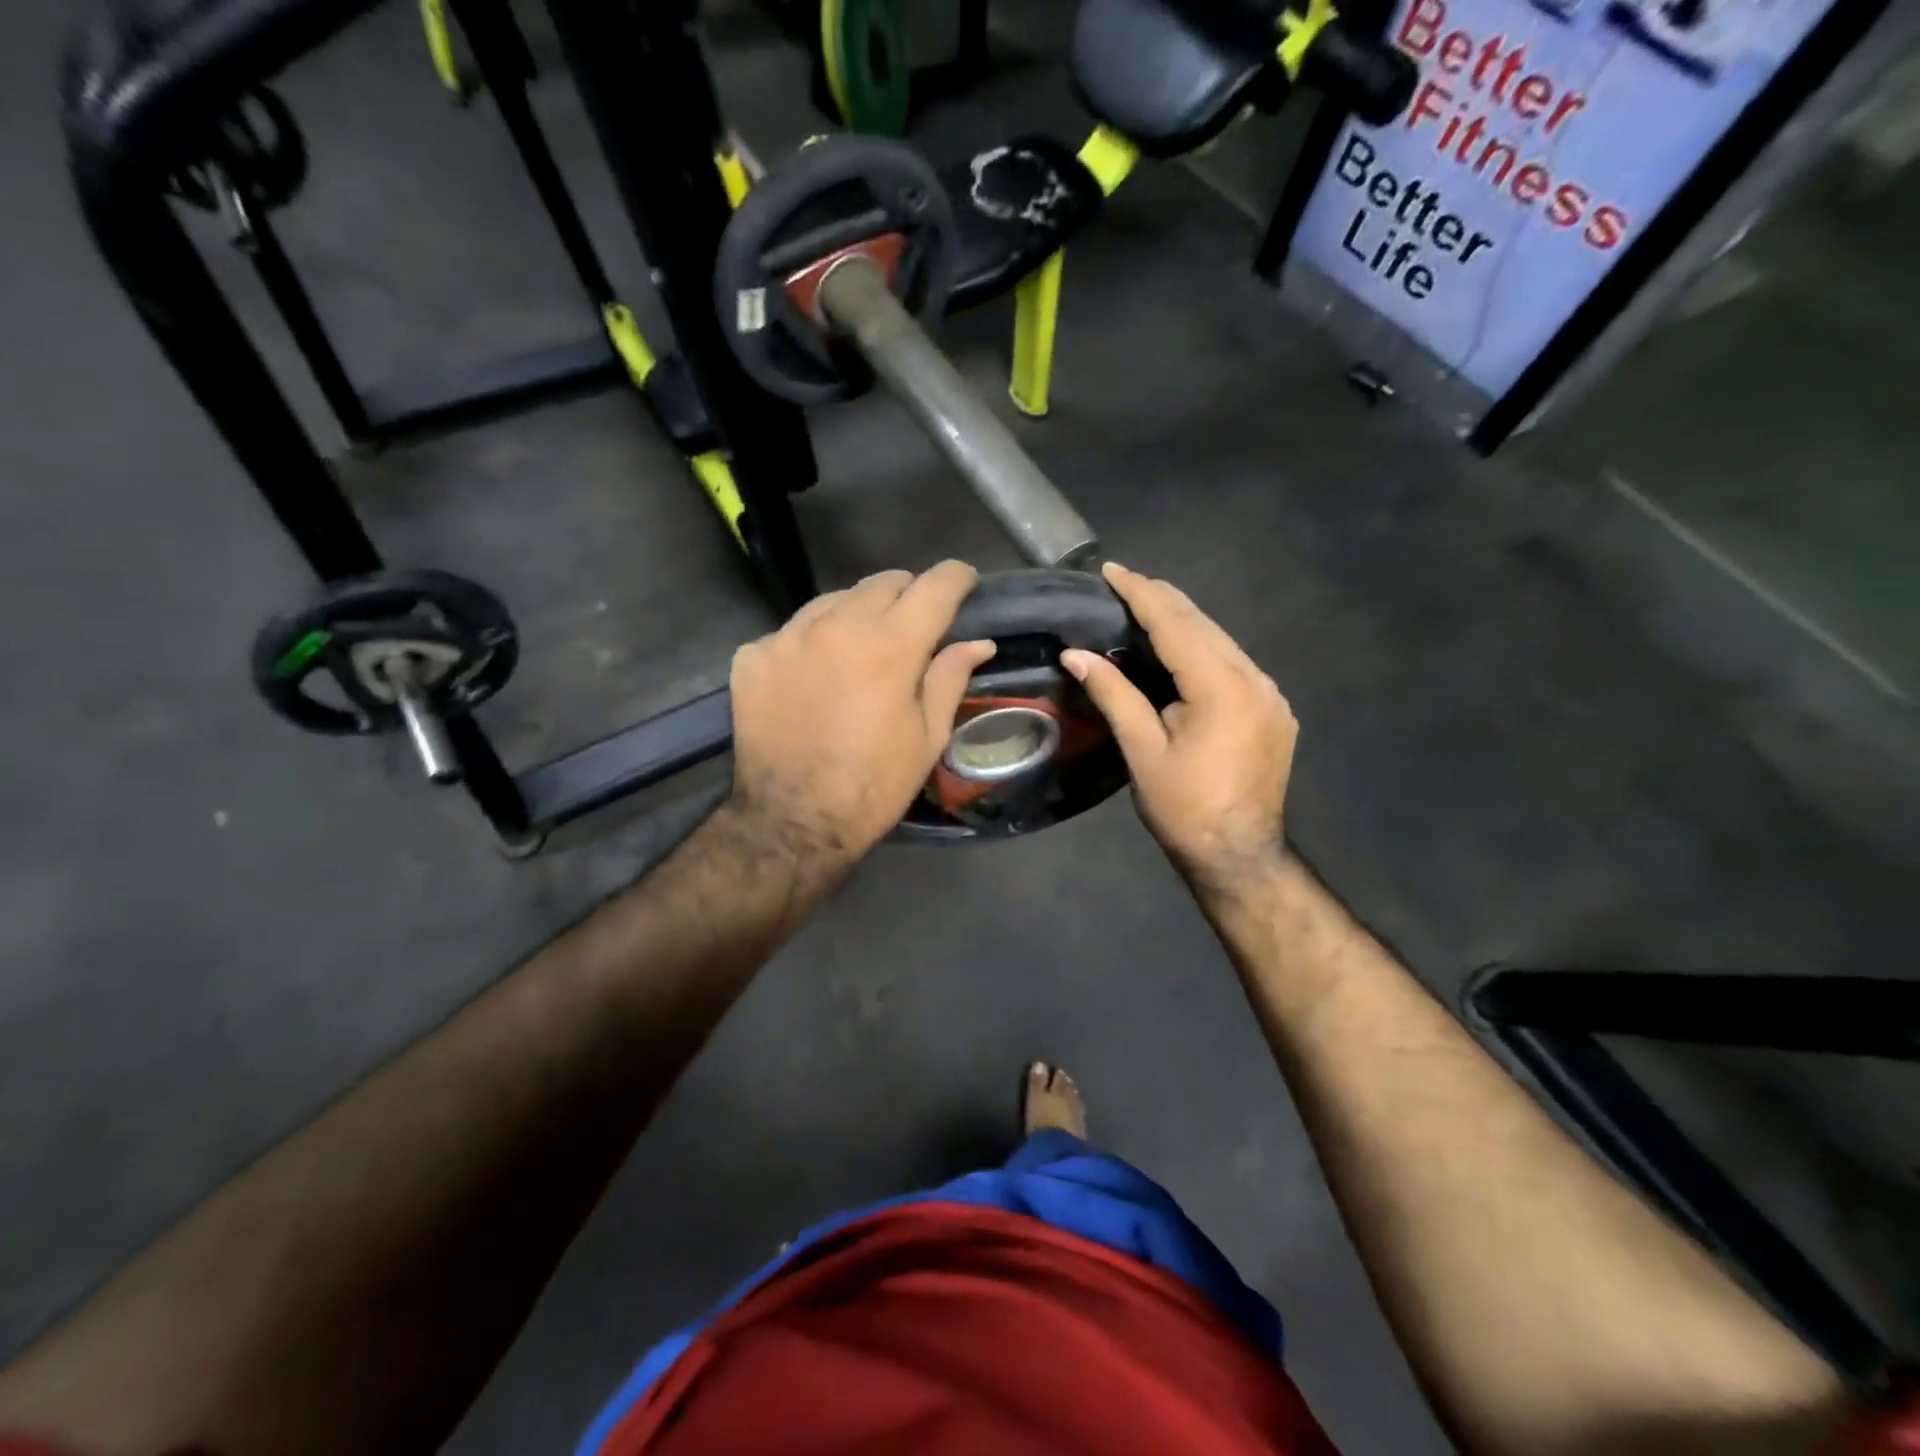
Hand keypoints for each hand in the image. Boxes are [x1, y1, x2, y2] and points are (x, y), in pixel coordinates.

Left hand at [728, 561, 995, 862]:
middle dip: (907, 595)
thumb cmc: (874, 785)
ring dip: (856, 615)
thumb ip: (950, 677)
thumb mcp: (927, 737)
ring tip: (860, 649)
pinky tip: (814, 677)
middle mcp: (837, 625)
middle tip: (913, 624)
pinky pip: (792, 631)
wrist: (793, 822)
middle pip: (882, 582)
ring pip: (834, 600)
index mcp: (891, 645)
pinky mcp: (753, 656)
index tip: (964, 582)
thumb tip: (977, 642)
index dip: (957, 577)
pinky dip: (812, 643)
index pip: (935, 586)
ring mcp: (788, 636)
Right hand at [1061, 562, 1296, 892]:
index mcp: (1222, 687)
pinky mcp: (1274, 710)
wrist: (1240, 855)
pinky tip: (1182, 648)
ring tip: (1146, 606)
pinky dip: (1203, 647)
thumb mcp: (1142, 751)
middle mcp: (1255, 679)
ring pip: (1222, 641)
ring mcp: (1271, 694)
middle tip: (1124, 582)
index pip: (1175, 625)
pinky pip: (1235, 663)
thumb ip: (1114, 694)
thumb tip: (1075, 654)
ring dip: (1183, 621)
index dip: (1140, 594)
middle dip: (1162, 599)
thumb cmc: (1184, 808)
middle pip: (1203, 624)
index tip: (1112, 570)